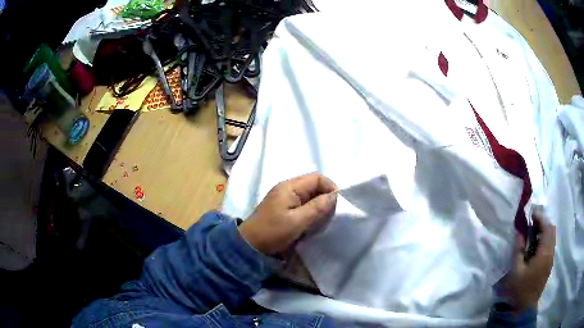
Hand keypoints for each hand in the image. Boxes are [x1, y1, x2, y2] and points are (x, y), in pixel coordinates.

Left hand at [238, 173, 337, 254]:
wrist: (250, 244)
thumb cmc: (273, 232)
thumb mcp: (297, 221)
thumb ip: (317, 207)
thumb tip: (335, 195)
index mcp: (290, 187)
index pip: (317, 178)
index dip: (330, 188)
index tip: (338, 204)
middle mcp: (288, 188)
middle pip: (314, 185)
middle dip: (325, 196)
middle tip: (332, 213)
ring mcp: (285, 197)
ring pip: (309, 195)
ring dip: (319, 204)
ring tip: (324, 218)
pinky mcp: (284, 207)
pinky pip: (303, 203)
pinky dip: (311, 209)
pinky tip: (314, 220)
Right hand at [499, 213, 555, 312]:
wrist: (523, 309)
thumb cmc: (519, 290)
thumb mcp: (516, 270)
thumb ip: (518, 249)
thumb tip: (519, 230)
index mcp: (544, 253)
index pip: (546, 227)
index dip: (540, 217)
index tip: (531, 213)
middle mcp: (550, 253)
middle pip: (551, 230)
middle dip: (542, 222)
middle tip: (531, 223)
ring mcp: (550, 259)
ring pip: (551, 237)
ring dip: (543, 231)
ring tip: (532, 233)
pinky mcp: (548, 265)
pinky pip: (549, 245)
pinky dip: (544, 240)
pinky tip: (535, 247)